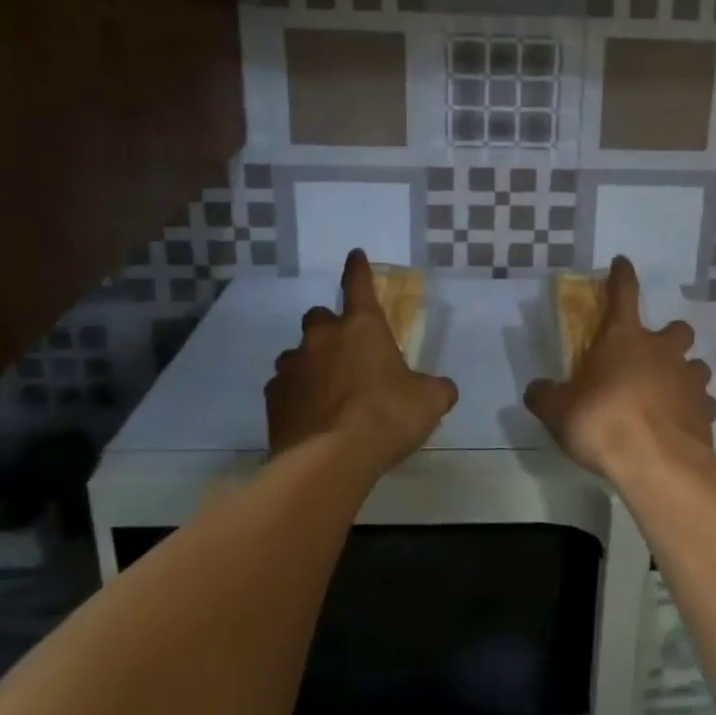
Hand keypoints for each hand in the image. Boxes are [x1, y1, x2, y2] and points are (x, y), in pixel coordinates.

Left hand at [265, 249, 457, 473]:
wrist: (329, 460)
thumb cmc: (386, 417)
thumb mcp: (429, 402)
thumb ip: (435, 389)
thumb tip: (442, 390)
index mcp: (363, 327)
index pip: (359, 285)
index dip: (358, 269)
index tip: (355, 254)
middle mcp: (323, 338)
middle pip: (318, 316)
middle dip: (329, 327)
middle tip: (344, 350)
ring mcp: (293, 367)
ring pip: (296, 353)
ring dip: (310, 363)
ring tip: (325, 389)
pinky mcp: (274, 398)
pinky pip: (283, 387)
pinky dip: (295, 395)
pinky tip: (309, 416)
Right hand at [524, 256, 715, 483]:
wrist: (656, 462)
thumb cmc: (602, 422)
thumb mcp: (559, 411)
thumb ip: (545, 396)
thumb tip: (535, 390)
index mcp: (624, 338)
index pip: (623, 294)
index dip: (622, 276)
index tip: (622, 262)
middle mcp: (662, 351)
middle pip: (678, 329)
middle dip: (670, 336)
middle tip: (656, 354)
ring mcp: (689, 380)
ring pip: (698, 365)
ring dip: (687, 373)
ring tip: (672, 392)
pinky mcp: (706, 412)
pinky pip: (705, 403)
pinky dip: (695, 410)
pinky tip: (683, 424)